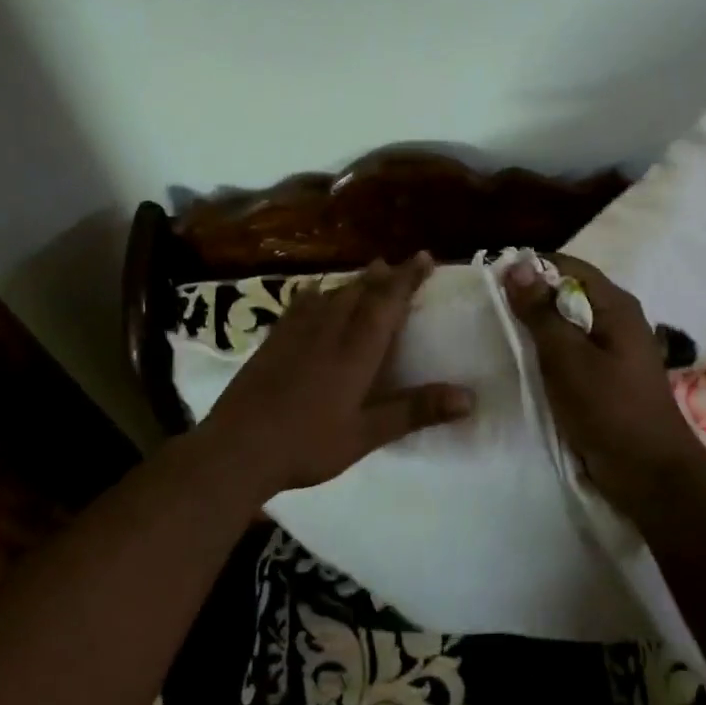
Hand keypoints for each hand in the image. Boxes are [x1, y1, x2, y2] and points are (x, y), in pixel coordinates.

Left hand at [195, 253, 473, 496]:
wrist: (237, 447)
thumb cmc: (307, 443)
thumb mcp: (366, 434)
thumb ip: (414, 411)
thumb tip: (468, 397)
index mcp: (355, 350)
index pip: (387, 302)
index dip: (407, 278)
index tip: (423, 257)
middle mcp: (328, 330)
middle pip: (360, 291)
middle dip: (383, 275)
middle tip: (398, 264)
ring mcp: (296, 333)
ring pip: (331, 294)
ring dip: (354, 281)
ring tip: (368, 273)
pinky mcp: (272, 341)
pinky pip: (301, 304)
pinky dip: (317, 293)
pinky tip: (315, 293)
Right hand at [505, 254, 705, 522]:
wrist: (648, 474)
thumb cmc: (608, 409)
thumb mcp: (567, 357)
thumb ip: (541, 312)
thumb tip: (516, 264)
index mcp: (616, 306)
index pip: (569, 266)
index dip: (531, 267)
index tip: (492, 277)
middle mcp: (618, 320)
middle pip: (569, 293)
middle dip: (531, 297)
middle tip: (489, 307)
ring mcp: (614, 350)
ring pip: (568, 324)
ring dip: (538, 326)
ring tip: (498, 331)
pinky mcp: (607, 377)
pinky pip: (572, 351)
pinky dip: (548, 351)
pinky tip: (523, 361)